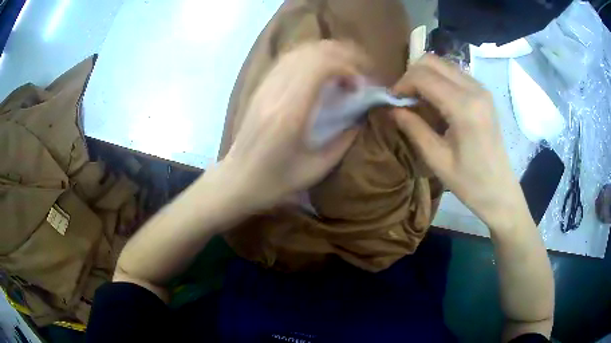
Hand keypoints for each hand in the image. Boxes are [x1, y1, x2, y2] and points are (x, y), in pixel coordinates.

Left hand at [220, 41, 367, 210]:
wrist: (237, 179)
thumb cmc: (275, 181)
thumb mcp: (317, 168)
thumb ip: (344, 140)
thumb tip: (362, 116)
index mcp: (291, 112)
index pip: (321, 66)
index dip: (348, 66)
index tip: (361, 84)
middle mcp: (276, 92)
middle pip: (312, 52)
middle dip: (342, 55)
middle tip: (359, 72)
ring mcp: (265, 86)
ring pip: (299, 51)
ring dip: (327, 54)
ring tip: (344, 69)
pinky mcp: (261, 87)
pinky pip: (288, 60)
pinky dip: (310, 58)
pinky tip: (321, 71)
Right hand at [391, 54, 527, 229]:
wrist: (500, 190)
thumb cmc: (470, 182)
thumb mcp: (437, 159)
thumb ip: (414, 128)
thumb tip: (391, 109)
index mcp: (464, 107)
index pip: (423, 76)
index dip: (402, 84)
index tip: (392, 101)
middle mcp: (474, 89)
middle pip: (432, 61)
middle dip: (411, 75)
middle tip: (403, 99)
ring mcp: (481, 88)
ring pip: (443, 64)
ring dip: (425, 77)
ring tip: (417, 101)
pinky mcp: (483, 93)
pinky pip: (454, 74)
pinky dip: (438, 81)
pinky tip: (435, 102)